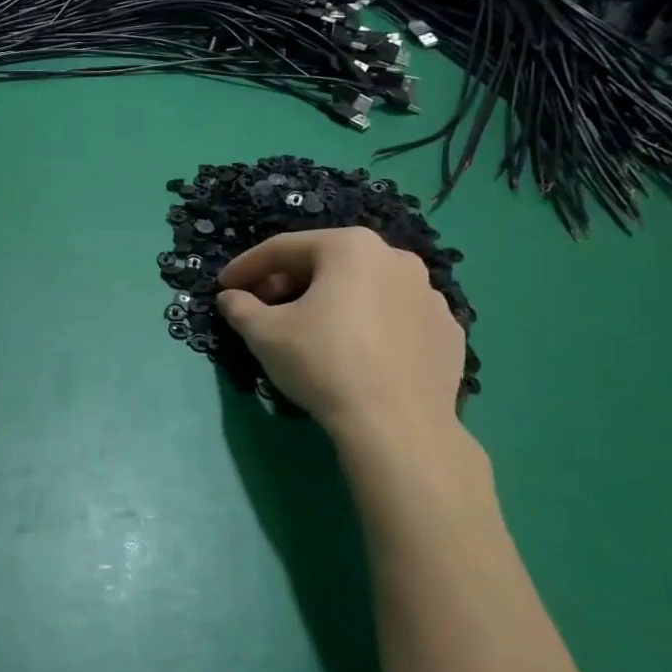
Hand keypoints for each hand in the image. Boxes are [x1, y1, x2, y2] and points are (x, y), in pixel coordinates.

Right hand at [217, 228, 465, 450]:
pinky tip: (356, 352)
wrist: (398, 425)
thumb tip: (230, 298)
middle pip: (327, 264)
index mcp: (350, 247)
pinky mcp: (447, 330)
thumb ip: (241, 307)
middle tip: (263, 309)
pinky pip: (395, 317)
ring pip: (364, 289)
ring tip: (310, 330)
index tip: (224, 285)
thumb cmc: (324, 364)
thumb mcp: (265, 334)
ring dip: (331, 301)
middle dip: (289, 283)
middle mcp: (396, 258)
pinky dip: (369, 325)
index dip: (247, 266)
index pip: (284, 249)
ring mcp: (429, 294)